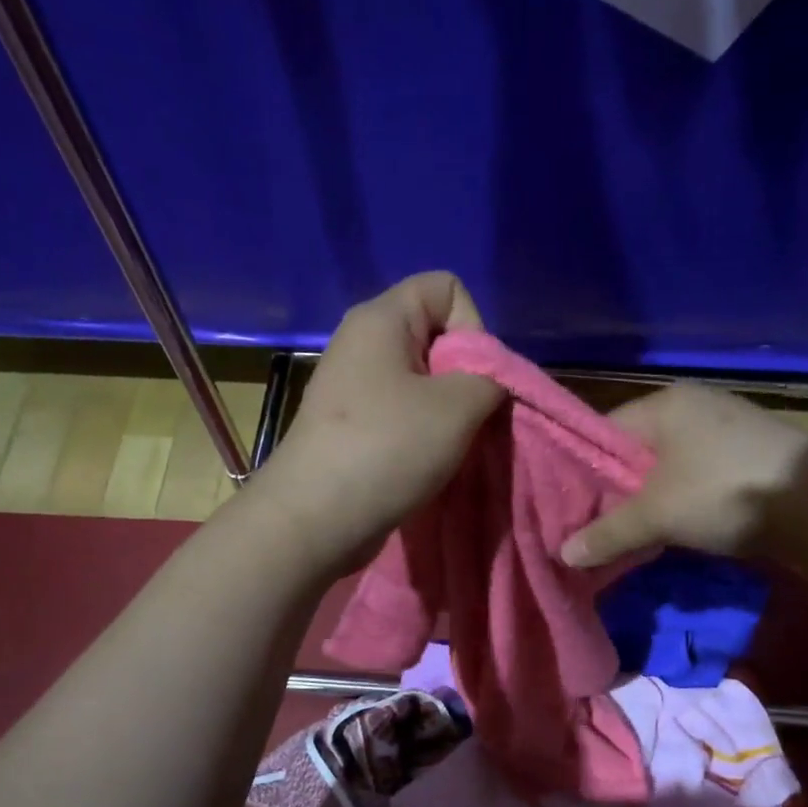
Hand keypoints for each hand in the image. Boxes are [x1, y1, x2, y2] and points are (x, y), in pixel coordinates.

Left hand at [253, 272, 504, 569]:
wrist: (315, 518)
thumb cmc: (387, 448)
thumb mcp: (460, 406)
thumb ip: (492, 379)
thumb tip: (489, 381)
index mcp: (381, 318)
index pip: (447, 287)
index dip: (474, 326)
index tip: (473, 378)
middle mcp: (362, 343)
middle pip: (436, 336)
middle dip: (465, 375)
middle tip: (466, 418)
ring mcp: (352, 387)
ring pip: (422, 381)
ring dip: (447, 413)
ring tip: (447, 446)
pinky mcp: (350, 426)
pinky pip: (401, 413)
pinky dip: (422, 434)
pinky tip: (424, 463)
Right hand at [559, 383, 807, 567]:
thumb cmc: (724, 491)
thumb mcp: (656, 515)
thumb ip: (608, 533)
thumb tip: (563, 554)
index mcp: (665, 404)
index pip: (602, 431)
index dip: (579, 469)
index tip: (563, 506)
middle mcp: (694, 408)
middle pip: (635, 451)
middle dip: (614, 490)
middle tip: (589, 526)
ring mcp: (726, 431)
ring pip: (667, 468)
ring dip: (648, 500)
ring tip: (625, 533)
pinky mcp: (750, 458)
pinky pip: (696, 478)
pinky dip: (680, 502)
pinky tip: (670, 529)